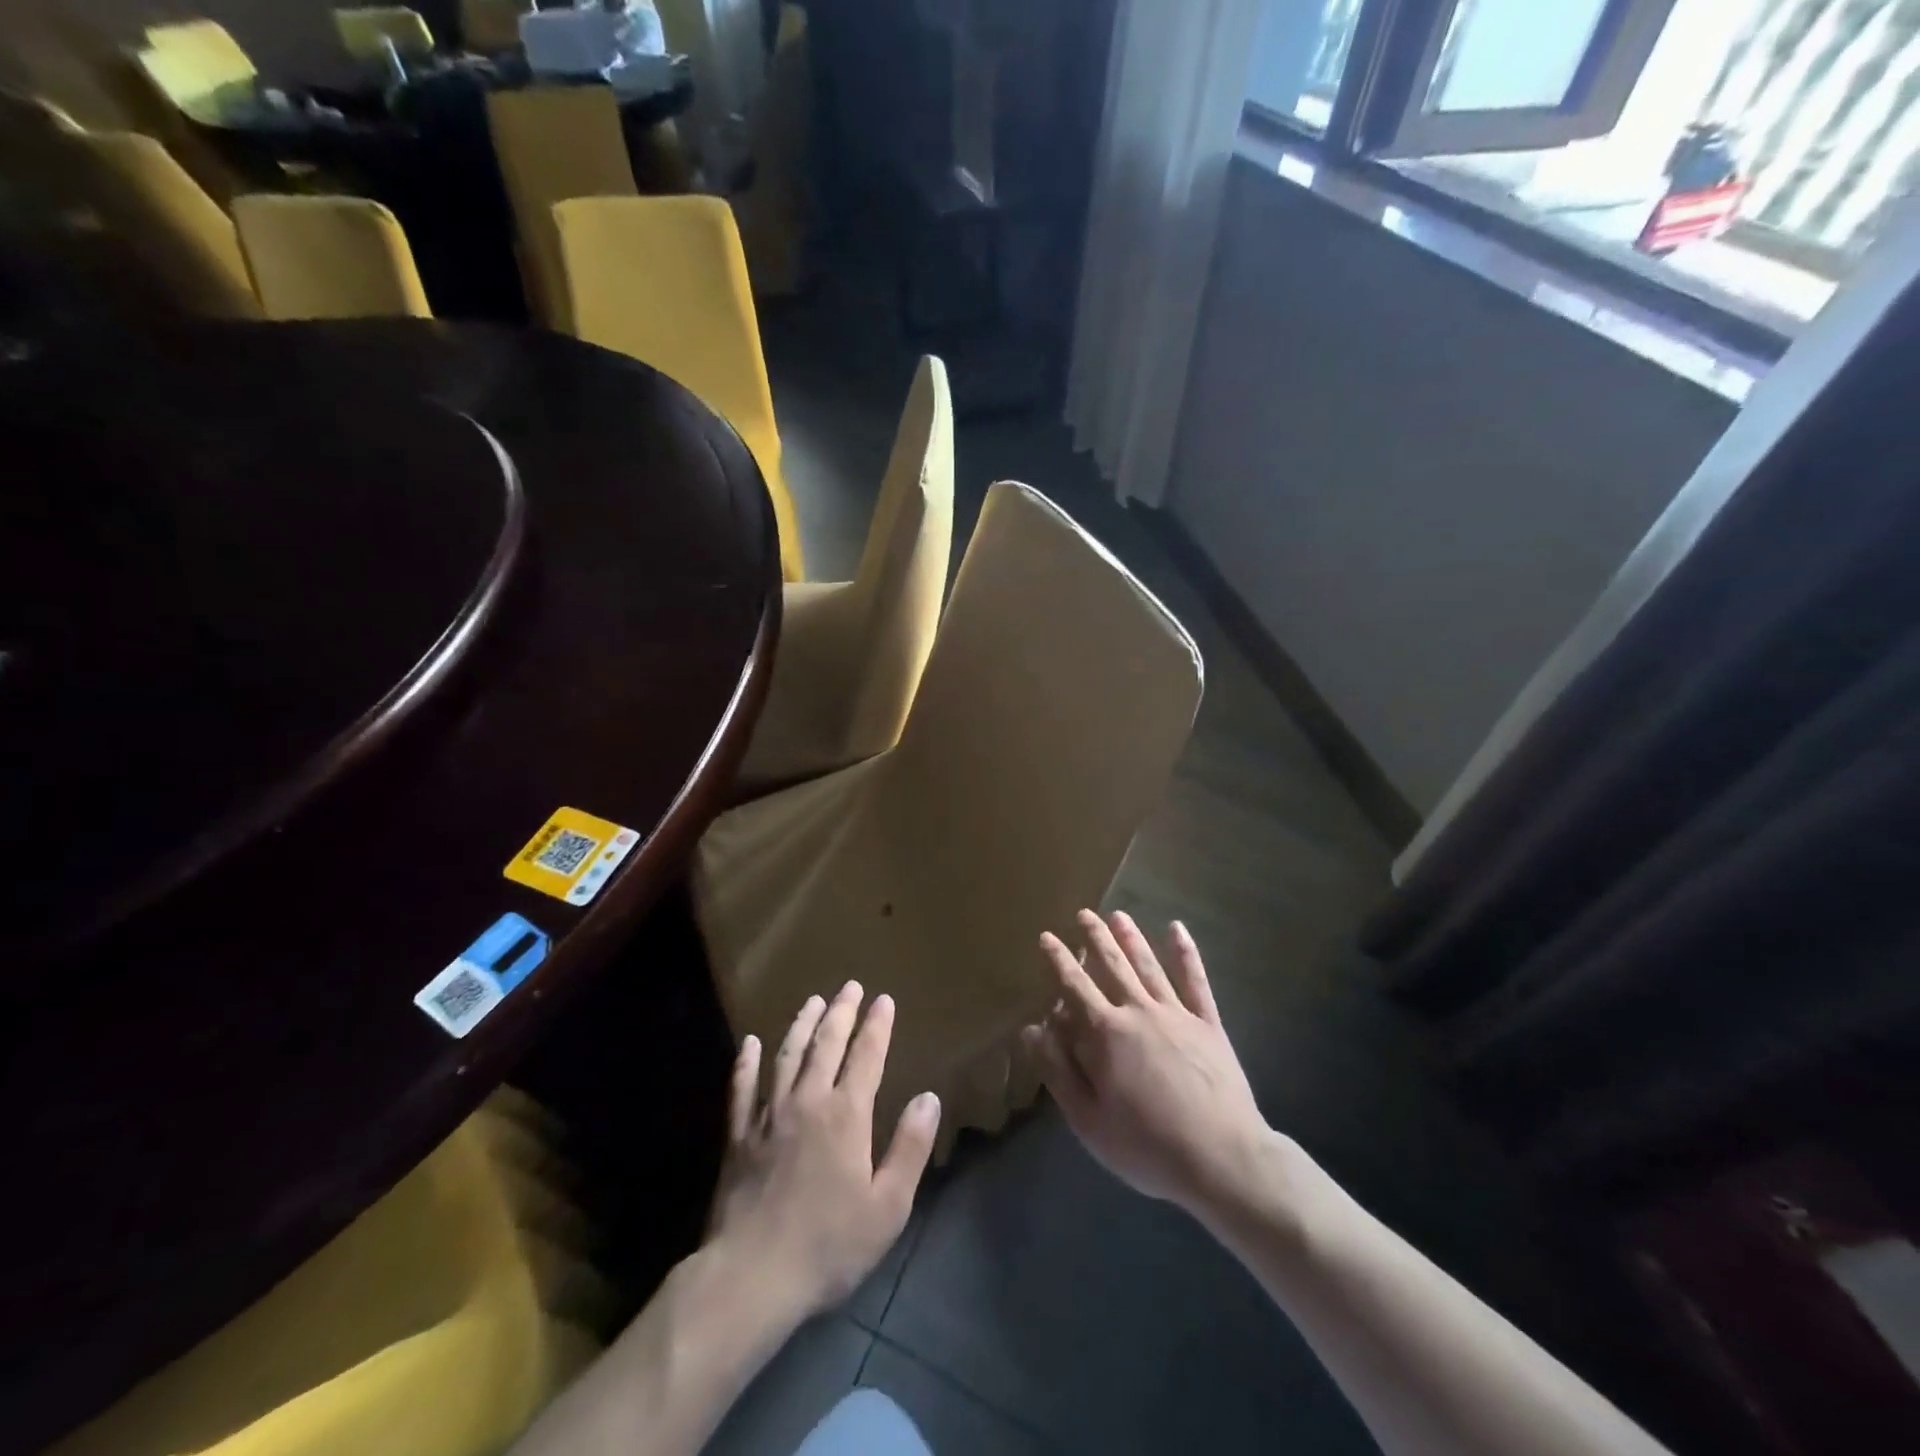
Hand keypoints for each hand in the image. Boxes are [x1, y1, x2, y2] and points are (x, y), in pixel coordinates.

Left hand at [707, 982, 940, 1322]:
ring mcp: (768, 1115)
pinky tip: (750, 1043)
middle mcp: (808, 1101)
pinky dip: (746, 1062)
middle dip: (842, 1012)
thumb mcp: (888, 1206)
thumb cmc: (829, 1245)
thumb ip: (910, 1147)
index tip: (884, 999)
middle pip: (826, 1044)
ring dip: (802, 1025)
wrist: (752, 1276)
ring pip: (787, 1056)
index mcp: (847, 1115)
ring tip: (813, 1001)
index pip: (866, 1056)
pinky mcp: (738, 1135)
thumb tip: (930, 1098)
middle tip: (850, 986)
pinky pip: (742, 1088)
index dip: (877, 1026)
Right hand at [1022, 911, 1271, 1216]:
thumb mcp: (1088, 1119)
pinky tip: (1177, 929)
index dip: (1058, 960)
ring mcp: (1177, 1014)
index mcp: (1106, 1034)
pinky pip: (1195, 981)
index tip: (1047, 936)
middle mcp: (1139, 1012)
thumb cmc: (1147, 1146)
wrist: (1222, 1159)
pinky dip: (1186, 953)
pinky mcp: (1208, 1024)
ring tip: (1118, 915)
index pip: (1075, 986)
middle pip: (1112, 965)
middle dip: (1095, 938)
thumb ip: (1058, 1070)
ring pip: (1148, 965)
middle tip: (1084, 913)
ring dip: (1131, 938)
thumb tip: (1031, 1028)